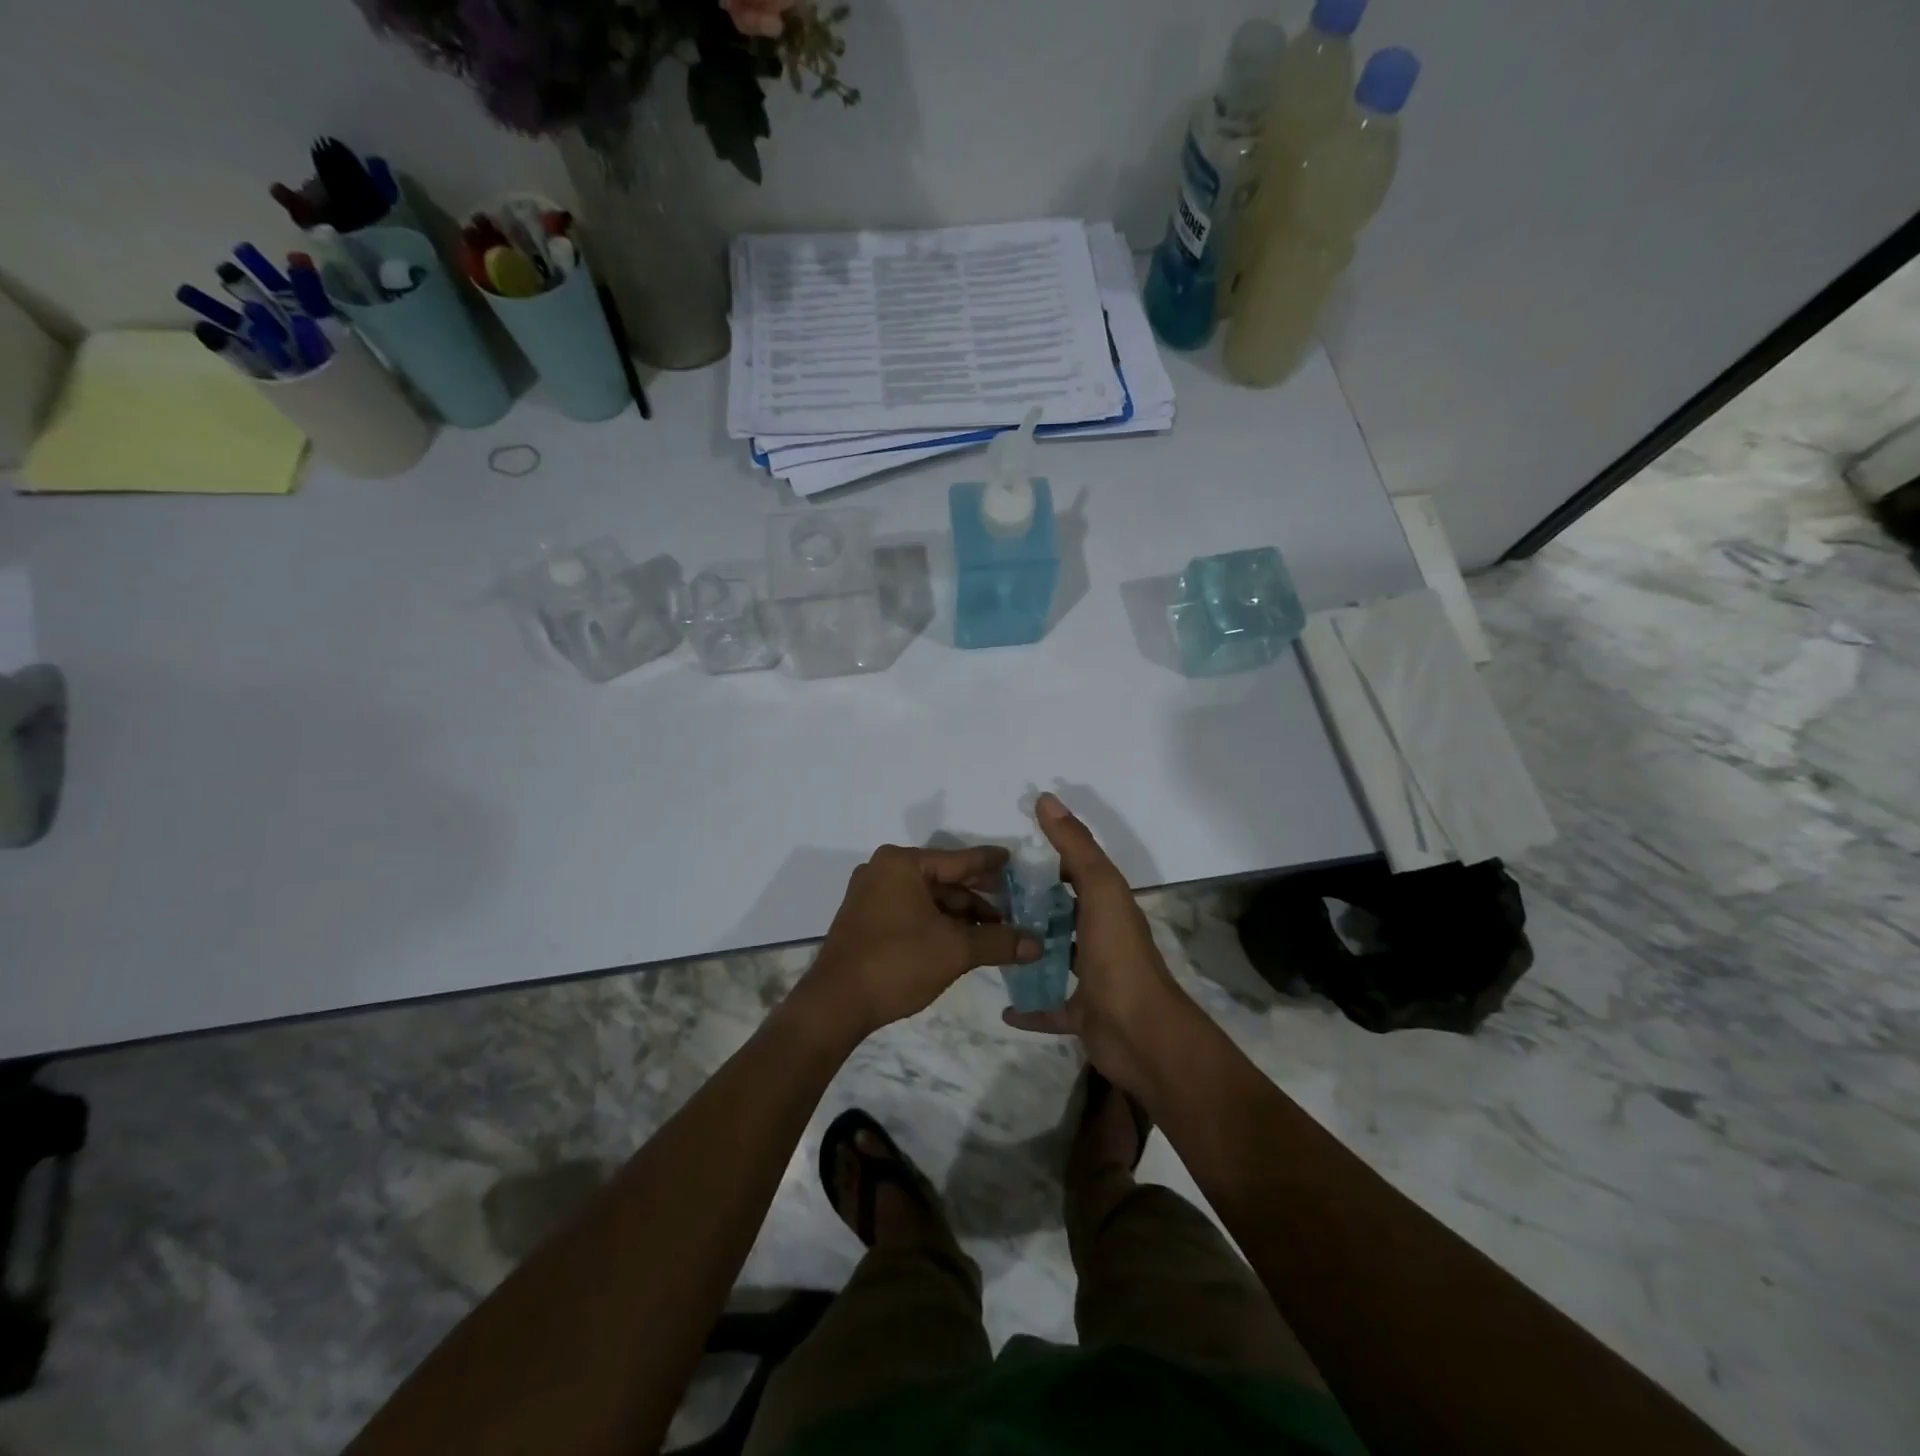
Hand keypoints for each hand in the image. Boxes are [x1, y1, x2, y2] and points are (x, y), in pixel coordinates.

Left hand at [795, 844, 1039, 1043]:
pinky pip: (911, 911)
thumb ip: (999, 941)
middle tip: (1014, 906)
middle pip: (944, 878)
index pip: (960, 859)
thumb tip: (1038, 944)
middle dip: (978, 897)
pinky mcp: (865, 919)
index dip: (991, 864)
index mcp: (903, 863)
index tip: (1014, 861)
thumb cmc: (897, 962)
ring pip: (928, 898)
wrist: (835, 1004)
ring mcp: (871, 894)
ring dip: (960, 914)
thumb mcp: (956, 950)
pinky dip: (937, 923)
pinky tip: (961, 940)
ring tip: (993, 933)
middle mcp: (884, 870)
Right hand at [1002, 794, 1192, 1099]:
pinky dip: (1028, 1007)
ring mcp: (1091, 978)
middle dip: (1030, 905)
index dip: (1047, 859)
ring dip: (1028, 951)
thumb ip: (1074, 846)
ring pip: (1054, 958)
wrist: (1142, 1034)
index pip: (1077, 872)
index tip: (1007, 855)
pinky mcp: (1081, 1014)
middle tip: (985, 898)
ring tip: (989, 941)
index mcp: (1108, 906)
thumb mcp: (1099, 889)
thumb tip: (1045, 798)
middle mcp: (1101, 938)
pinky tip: (1003, 1007)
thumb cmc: (1118, 956)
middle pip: (1062, 915)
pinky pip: (1049, 1007)